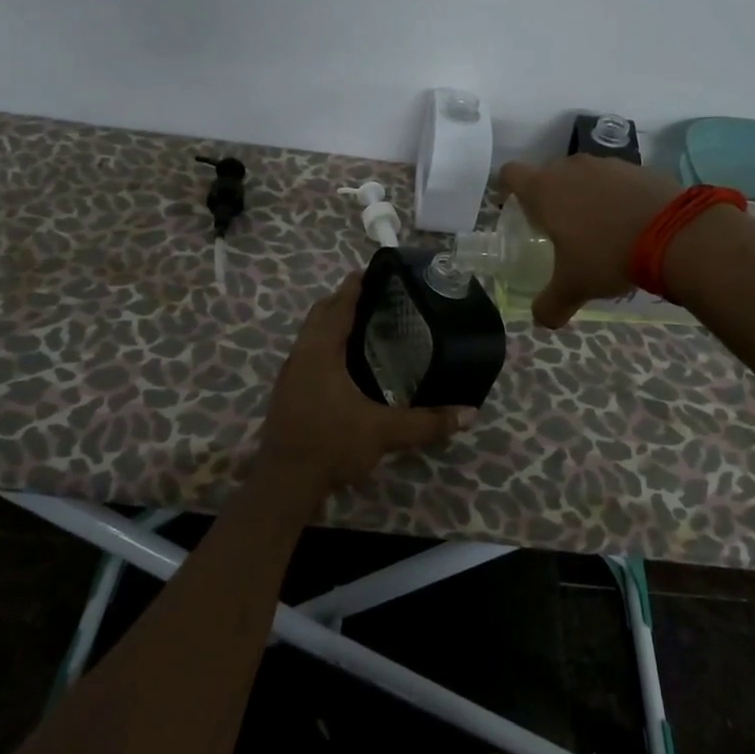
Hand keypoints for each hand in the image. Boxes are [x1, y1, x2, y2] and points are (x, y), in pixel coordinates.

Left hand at [257, 273, 471, 493]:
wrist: (284, 483)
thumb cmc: (331, 444)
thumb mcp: (383, 433)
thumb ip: (427, 423)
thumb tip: (470, 414)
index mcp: (320, 352)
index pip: (337, 307)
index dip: (353, 287)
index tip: (368, 271)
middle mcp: (301, 355)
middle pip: (319, 314)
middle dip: (340, 300)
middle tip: (369, 293)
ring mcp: (290, 374)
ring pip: (309, 334)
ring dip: (329, 321)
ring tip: (358, 320)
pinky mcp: (287, 393)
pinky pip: (306, 352)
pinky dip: (323, 343)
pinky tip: (341, 359)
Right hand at [497, 155, 683, 328]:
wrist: (674, 233)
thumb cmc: (607, 255)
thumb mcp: (574, 287)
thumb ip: (550, 304)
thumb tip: (541, 321)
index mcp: (544, 190)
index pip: (510, 174)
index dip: (507, 188)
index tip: (514, 207)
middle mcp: (571, 168)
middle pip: (548, 174)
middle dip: (549, 196)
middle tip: (558, 227)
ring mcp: (607, 164)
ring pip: (584, 175)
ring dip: (584, 195)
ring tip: (598, 228)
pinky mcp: (638, 168)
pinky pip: (616, 180)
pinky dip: (616, 196)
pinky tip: (630, 223)